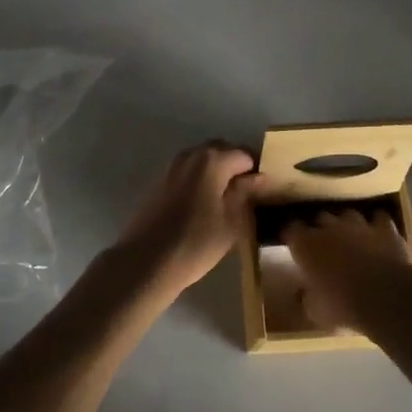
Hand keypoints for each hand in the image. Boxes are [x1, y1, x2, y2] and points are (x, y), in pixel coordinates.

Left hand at [115, 142, 262, 299]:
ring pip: (200, 160)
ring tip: (225, 199)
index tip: (264, 188)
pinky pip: (185, 171)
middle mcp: (190, 155)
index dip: (257, 169)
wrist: (146, 261)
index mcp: (212, 160)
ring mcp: (170, 166)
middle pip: (220, 150)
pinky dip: (198, 179)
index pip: (244, 154)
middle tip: (247, 191)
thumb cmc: (196, 243)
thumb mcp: (231, 222)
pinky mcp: (157, 181)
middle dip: (235, 165)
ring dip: (215, 171)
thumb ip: (245, 194)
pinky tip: (201, 204)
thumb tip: (258, 178)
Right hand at [282, 207, 411, 332]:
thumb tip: (302, 294)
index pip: (291, 230)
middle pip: (320, 218)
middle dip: (320, 229)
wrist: (386, 298)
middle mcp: (330, 228)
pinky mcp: (385, 229)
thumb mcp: (315, 312)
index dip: (292, 236)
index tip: (292, 244)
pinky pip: (380, 219)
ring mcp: (359, 225)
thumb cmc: (343, 306)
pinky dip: (378, 226)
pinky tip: (379, 236)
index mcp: (306, 245)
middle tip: (323, 245)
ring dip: (348, 225)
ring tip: (351, 239)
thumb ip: (306, 298)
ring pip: (348, 215)